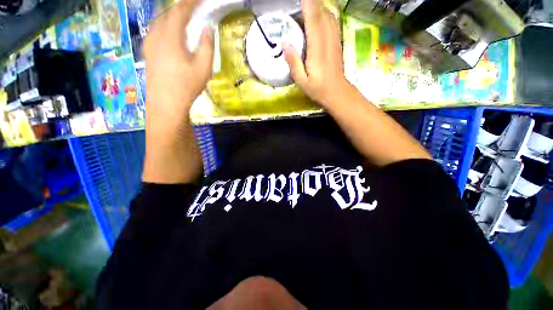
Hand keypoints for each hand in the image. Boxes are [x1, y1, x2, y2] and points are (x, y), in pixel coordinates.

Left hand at [143, 0, 213, 128]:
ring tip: (184, 19)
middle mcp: (156, 34)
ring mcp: (149, 43)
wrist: (166, 103)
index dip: (190, 1)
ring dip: (172, 16)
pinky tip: (171, 34)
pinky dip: (165, 26)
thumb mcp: (204, 67)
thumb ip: (207, 45)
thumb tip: (208, 28)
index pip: (180, 10)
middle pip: (167, 13)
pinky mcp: (147, 51)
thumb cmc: (187, 86)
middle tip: (194, 8)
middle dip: (181, 8)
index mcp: (171, 36)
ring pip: (159, 21)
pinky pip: (155, 31)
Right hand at [283, 0, 349, 107]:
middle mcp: (327, 39)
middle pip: (321, 12)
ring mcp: (334, 39)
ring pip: (328, 14)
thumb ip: (293, 63)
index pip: (313, 19)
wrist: (337, 92)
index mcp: (317, 49)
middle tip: (299, 3)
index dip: (307, 3)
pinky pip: (331, 21)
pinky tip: (317, 15)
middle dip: (310, 2)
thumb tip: (284, 43)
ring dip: (317, 6)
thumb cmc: (318, 89)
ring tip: (305, 8)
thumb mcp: (301, 81)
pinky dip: (323, 13)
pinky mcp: (337, 41)